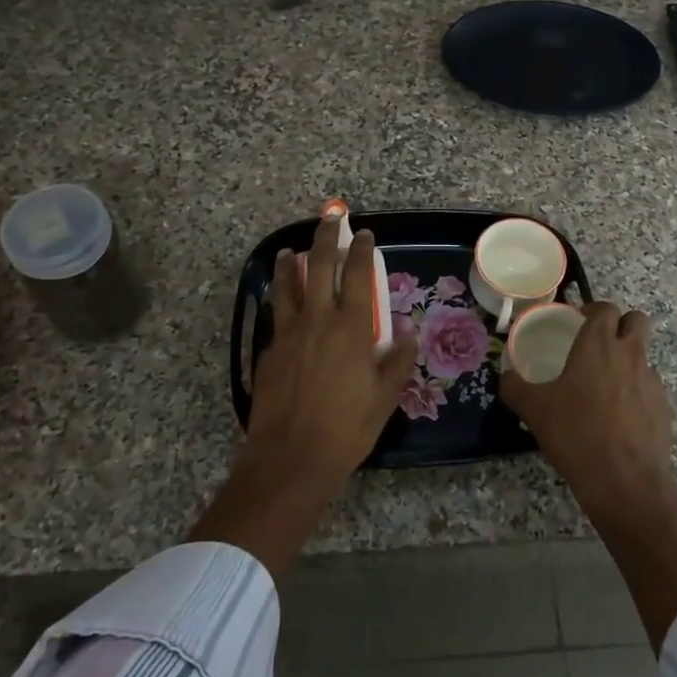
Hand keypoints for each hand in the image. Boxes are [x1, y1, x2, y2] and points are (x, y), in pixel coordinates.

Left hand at [246, 214, 418, 494]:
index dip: (360, 250)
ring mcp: (287, 334)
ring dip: (290, 264)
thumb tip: (408, 331)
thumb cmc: (347, 427)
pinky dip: (279, 301)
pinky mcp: (267, 352)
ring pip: (287, 286)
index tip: (363, 234)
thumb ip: (397, 360)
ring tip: (289, 252)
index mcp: (350, 326)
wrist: (292, 457)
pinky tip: (280, 304)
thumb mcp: (384, 396)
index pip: (356, 274)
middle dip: (325, 237)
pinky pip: (276, 316)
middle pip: (319, 266)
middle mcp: (317, 320)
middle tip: (330, 218)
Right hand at [503, 300, 676, 650]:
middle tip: (598, 344)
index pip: (604, 308)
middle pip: (636, 320)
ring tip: (604, 385)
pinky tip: (618, 416)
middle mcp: (629, 354)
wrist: (626, 483)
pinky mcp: (664, 407)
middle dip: (620, 325)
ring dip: (628, 358)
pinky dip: (636, 390)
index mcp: (598, 345)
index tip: (577, 322)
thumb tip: (505, 376)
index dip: (592, 310)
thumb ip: (514, 387)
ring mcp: (651, 380)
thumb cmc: (576, 435)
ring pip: (644, 353)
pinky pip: (649, 386)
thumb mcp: (534, 411)